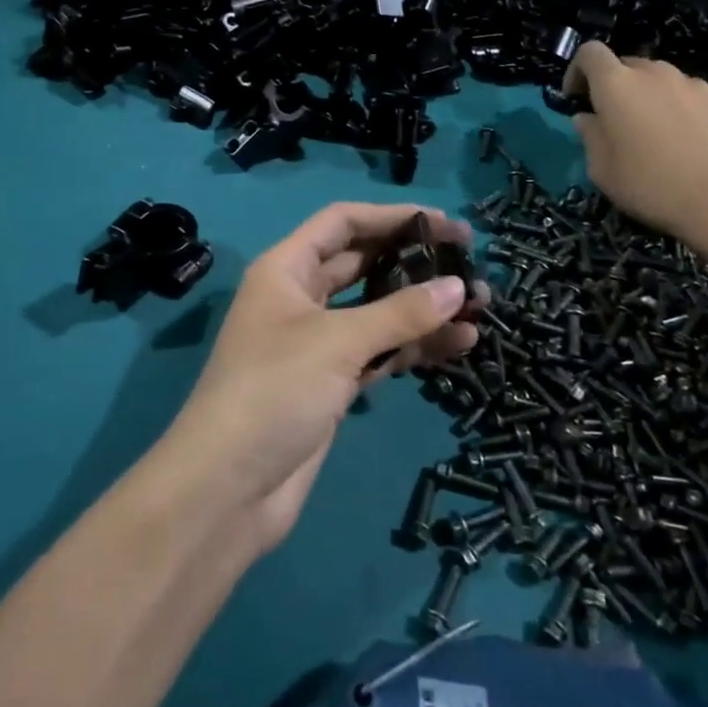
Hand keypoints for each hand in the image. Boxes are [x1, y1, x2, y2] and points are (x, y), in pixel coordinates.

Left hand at [162, 203, 482, 555]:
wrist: (227, 489)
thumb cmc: (275, 390)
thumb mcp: (338, 342)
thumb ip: (401, 312)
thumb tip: (459, 287)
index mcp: (286, 269)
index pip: (342, 223)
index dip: (392, 217)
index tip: (445, 223)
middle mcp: (301, 297)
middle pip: (364, 263)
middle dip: (415, 261)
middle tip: (470, 262)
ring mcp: (317, 343)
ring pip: (377, 312)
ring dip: (423, 309)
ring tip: (480, 307)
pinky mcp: (332, 383)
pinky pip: (380, 352)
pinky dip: (414, 347)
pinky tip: (459, 345)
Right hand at [563, 40, 707, 253]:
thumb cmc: (650, 185)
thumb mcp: (602, 169)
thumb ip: (590, 136)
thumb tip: (589, 118)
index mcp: (617, 84)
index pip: (590, 53)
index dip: (578, 70)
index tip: (577, 98)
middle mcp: (657, 74)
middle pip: (629, 66)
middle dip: (618, 87)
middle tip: (618, 122)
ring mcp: (696, 86)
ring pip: (665, 82)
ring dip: (654, 99)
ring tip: (660, 136)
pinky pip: (696, 100)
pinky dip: (686, 113)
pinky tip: (693, 145)